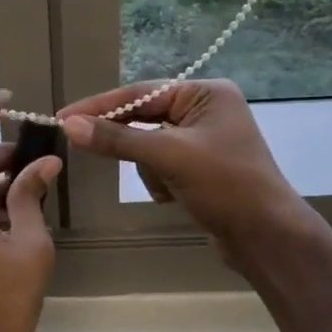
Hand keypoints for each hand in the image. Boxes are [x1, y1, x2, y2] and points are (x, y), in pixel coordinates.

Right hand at [58, 79, 308, 266]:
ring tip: (167, 186)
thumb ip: (117, 139)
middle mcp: (206, 110)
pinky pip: (161, 163)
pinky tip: (173, 197)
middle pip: (144, 118)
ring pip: (148, 144)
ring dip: (148, 167)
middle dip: (129, 141)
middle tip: (82, 143)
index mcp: (206, 94)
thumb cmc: (225, 186)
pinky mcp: (200, 167)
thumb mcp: (167, 157)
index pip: (141, 93)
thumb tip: (69, 125)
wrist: (268, 238)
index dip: (100, 105)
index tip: (63, 116)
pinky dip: (159, 180)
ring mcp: (204, 140)